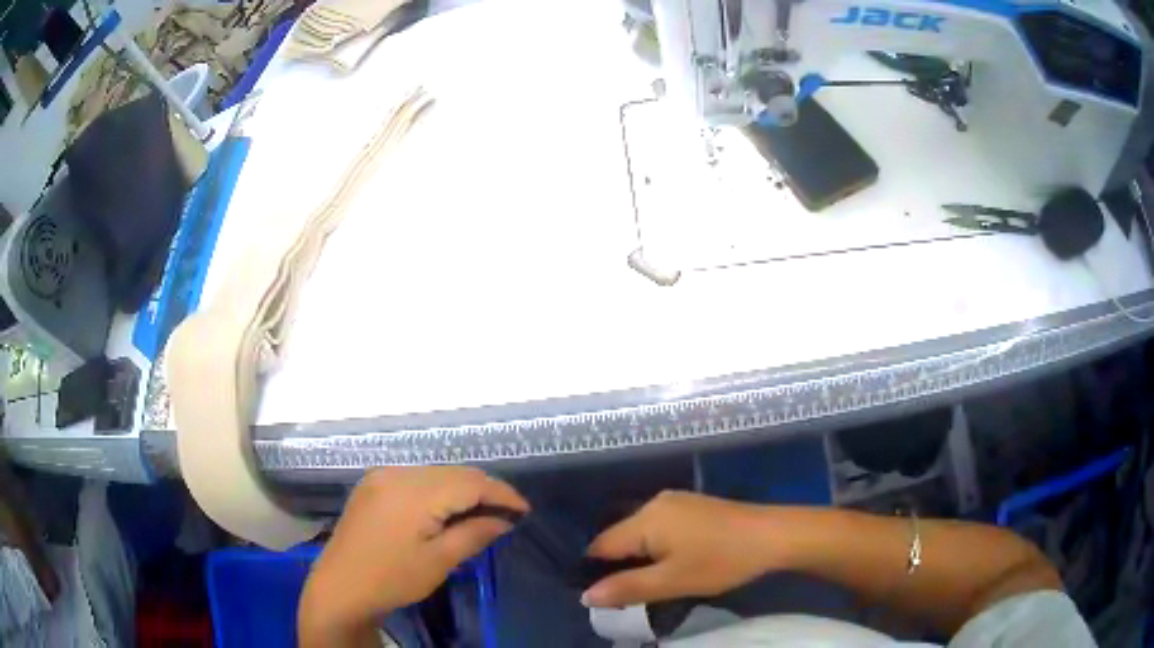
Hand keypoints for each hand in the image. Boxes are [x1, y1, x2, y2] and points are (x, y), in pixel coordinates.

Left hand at [299, 467, 528, 640]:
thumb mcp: (439, 561)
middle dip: (484, 490)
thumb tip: (504, 520)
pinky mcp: (372, 484)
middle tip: (508, 513)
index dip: (502, 493)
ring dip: (462, 489)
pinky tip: (446, 509)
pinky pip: (415, 478)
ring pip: (435, 473)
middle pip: (453, 473)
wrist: (340, 586)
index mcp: (414, 492)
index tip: (525, 511)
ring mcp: (382, 476)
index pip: (470, 482)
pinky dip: (438, 489)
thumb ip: (474, 534)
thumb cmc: (392, 579)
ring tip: (482, 512)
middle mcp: (397, 473)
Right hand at [582, 491, 778, 607]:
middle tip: (630, 595)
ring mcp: (676, 501)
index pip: (601, 545)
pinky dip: (657, 547)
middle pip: (620, 537)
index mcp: (645, 518)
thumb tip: (585, 596)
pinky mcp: (692, 506)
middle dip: (619, 566)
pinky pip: (659, 527)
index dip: (595, 571)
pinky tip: (673, 563)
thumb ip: (626, 588)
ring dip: (639, 558)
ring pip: (640, 533)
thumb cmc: (720, 561)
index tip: (602, 596)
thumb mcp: (672, 582)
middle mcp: (654, 503)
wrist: (773, 536)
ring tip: (651, 583)